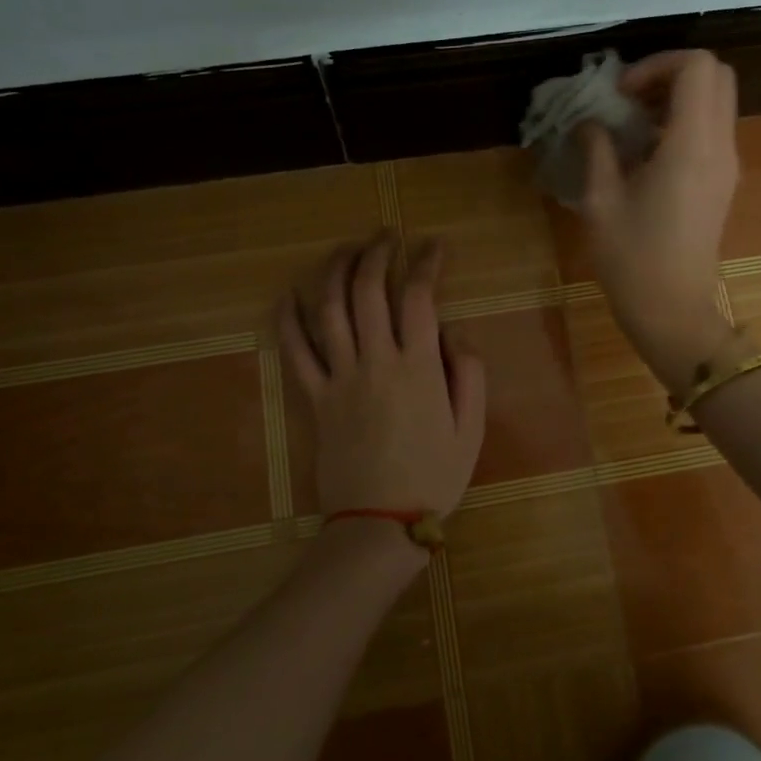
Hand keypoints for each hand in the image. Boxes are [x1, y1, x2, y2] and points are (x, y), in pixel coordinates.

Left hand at [281, 234, 487, 556]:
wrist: (380, 523)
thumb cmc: (435, 476)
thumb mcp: (472, 428)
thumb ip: (468, 371)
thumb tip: (452, 329)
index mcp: (418, 367)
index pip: (419, 296)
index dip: (427, 262)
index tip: (434, 245)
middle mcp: (375, 361)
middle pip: (368, 290)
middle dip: (377, 253)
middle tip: (386, 236)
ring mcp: (339, 378)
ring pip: (329, 309)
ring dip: (335, 270)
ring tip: (347, 249)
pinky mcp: (314, 398)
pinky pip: (295, 351)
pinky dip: (288, 319)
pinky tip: (290, 294)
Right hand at [580, 50, 740, 387]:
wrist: (672, 310)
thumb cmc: (632, 258)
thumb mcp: (601, 200)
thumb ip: (596, 149)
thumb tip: (590, 122)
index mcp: (692, 145)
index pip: (696, 67)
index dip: (656, 64)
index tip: (620, 93)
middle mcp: (720, 146)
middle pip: (716, 75)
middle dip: (670, 73)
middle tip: (629, 98)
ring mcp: (727, 164)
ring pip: (717, 100)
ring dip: (677, 97)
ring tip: (633, 123)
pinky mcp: (724, 181)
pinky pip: (713, 128)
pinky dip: (684, 121)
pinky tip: (647, 149)